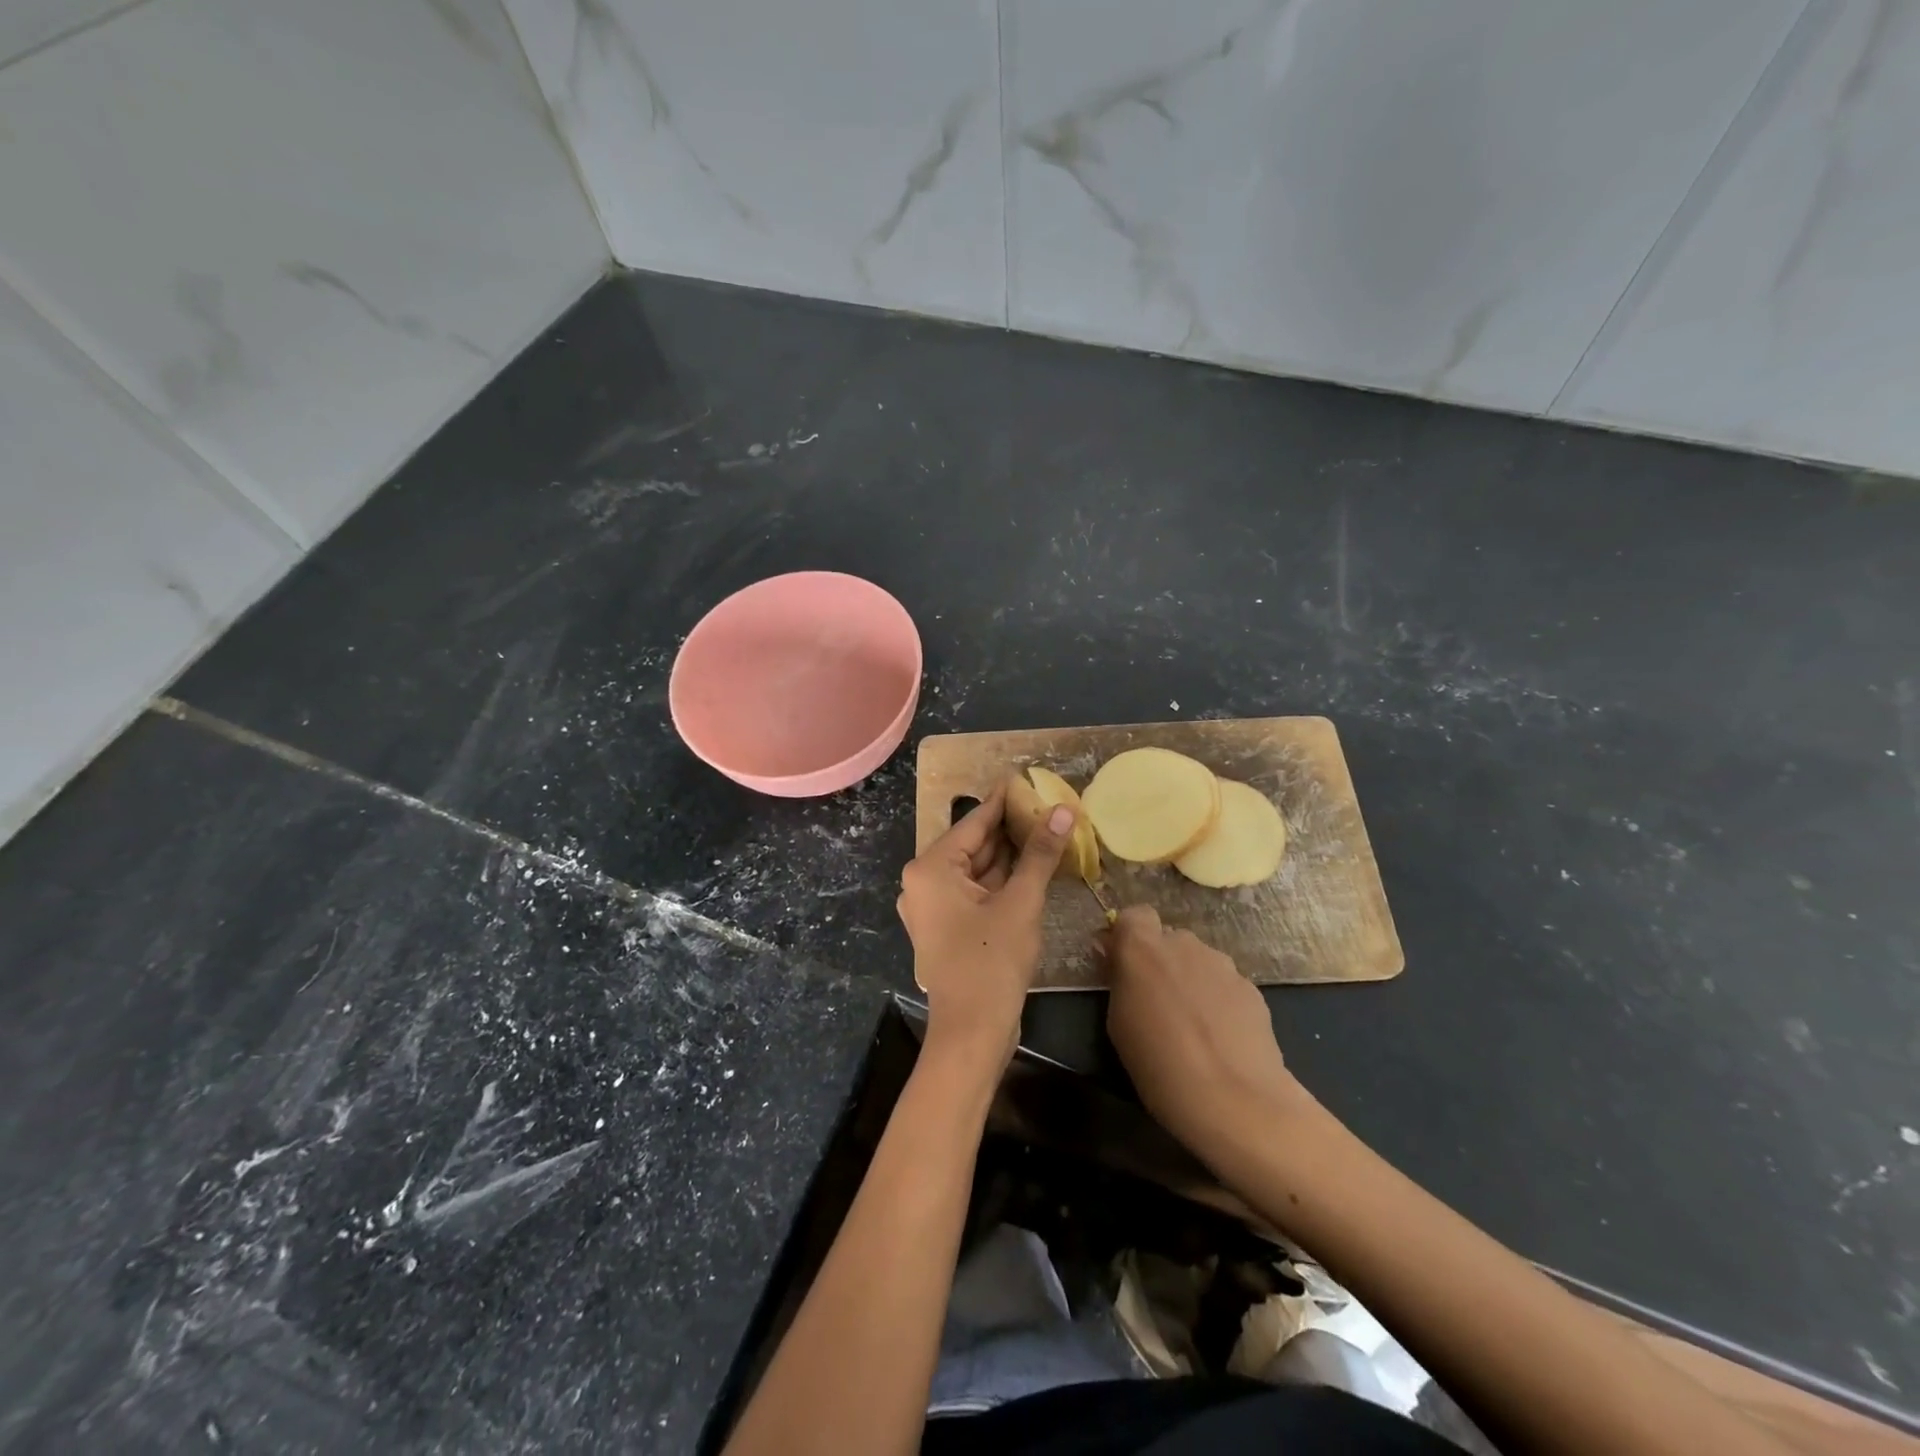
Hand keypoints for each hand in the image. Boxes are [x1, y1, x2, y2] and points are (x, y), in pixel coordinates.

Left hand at [897, 787, 1074, 1071]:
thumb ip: (1039, 854)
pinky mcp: (948, 928)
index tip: (1026, 779)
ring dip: (1010, 856)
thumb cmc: (991, 962)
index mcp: (930, 868)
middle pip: (973, 845)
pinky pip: (976, 893)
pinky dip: (1002, 882)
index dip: (1003, 801)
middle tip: (1046, 806)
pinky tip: (1033, 868)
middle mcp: (924, 882)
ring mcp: (934, 907)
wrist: (971, 1034)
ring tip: (1046, 830)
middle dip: (1010, 829)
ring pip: (977, 870)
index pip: (974, 823)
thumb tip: (1063, 810)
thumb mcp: (1020, 902)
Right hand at [1101, 906, 1311, 1168]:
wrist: (1234, 1099)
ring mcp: (1222, 964)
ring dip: (1191, 979)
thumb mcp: (1118, 1023)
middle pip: (1169, 938)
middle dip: (1161, 961)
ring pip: (1199, 961)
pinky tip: (1219, 1038)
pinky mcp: (1251, 988)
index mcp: (1143, 948)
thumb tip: (1115, 956)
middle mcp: (1184, 944)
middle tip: (1156, 1000)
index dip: (1128, 935)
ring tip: (1192, 1024)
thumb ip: (1118, 980)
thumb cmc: (1158, 1064)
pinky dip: (1218, 1000)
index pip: (1134, 914)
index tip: (1122, 963)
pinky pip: (1224, 984)